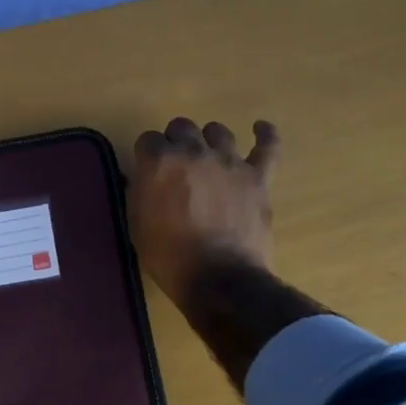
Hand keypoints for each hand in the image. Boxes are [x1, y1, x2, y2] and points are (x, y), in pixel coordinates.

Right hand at [128, 117, 279, 305]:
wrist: (218, 278)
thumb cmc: (169, 257)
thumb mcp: (138, 225)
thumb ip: (141, 193)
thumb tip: (145, 180)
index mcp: (159, 163)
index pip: (148, 140)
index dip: (147, 155)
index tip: (148, 170)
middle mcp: (193, 152)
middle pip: (182, 127)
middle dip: (175, 141)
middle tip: (176, 165)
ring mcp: (229, 162)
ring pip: (218, 132)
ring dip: (209, 140)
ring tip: (208, 155)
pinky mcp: (257, 177)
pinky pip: (267, 147)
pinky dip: (265, 135)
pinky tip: (260, 129)